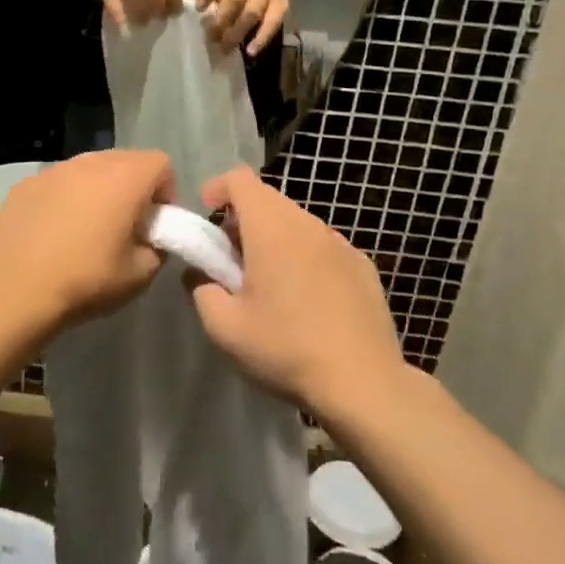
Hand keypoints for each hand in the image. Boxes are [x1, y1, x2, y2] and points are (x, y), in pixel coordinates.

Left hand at [0, 150, 174, 330]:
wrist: (13, 291)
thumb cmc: (85, 280)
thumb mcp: (140, 275)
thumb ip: (158, 248)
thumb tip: (151, 238)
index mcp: (124, 178)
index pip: (161, 163)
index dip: (166, 191)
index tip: (154, 223)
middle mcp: (90, 162)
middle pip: (125, 160)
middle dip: (133, 186)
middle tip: (125, 225)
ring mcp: (54, 170)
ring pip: (89, 168)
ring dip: (98, 189)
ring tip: (87, 228)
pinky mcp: (25, 184)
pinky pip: (58, 182)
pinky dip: (65, 198)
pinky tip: (53, 232)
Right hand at [188, 166, 404, 416]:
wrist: (364, 384)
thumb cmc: (286, 349)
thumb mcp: (225, 328)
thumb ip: (202, 291)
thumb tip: (200, 275)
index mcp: (271, 227)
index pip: (240, 179)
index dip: (218, 188)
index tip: (207, 215)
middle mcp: (308, 224)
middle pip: (268, 201)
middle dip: (243, 221)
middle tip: (232, 262)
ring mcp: (341, 244)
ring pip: (297, 225)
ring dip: (276, 241)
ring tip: (270, 286)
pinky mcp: (364, 267)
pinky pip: (324, 249)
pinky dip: (306, 260)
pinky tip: (309, 303)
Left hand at [196, 0, 289, 55]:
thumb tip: (201, 9)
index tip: (199, 9)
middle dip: (222, 19)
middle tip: (211, 37)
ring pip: (252, 12)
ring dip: (237, 31)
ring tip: (226, 47)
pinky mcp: (281, 5)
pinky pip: (272, 22)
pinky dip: (261, 38)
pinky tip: (250, 51)